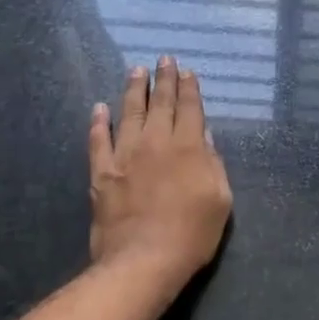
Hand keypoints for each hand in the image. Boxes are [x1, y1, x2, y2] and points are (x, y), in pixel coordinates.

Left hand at [88, 57, 233, 285]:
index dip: (189, 88)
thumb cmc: (192, 233)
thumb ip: (212, 162)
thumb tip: (202, 135)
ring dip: (133, 90)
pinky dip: (98, 122)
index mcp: (188, 147)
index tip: (187, 71)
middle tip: (164, 59)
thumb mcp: (220, 198)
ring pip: (129, 113)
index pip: (189, 108)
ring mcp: (125, 155)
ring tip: (136, 71)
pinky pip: (98, 140)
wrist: (144, 260)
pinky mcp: (102, 173)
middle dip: (164, 79)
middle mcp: (156, 142)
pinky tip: (99, 108)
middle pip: (160, 103)